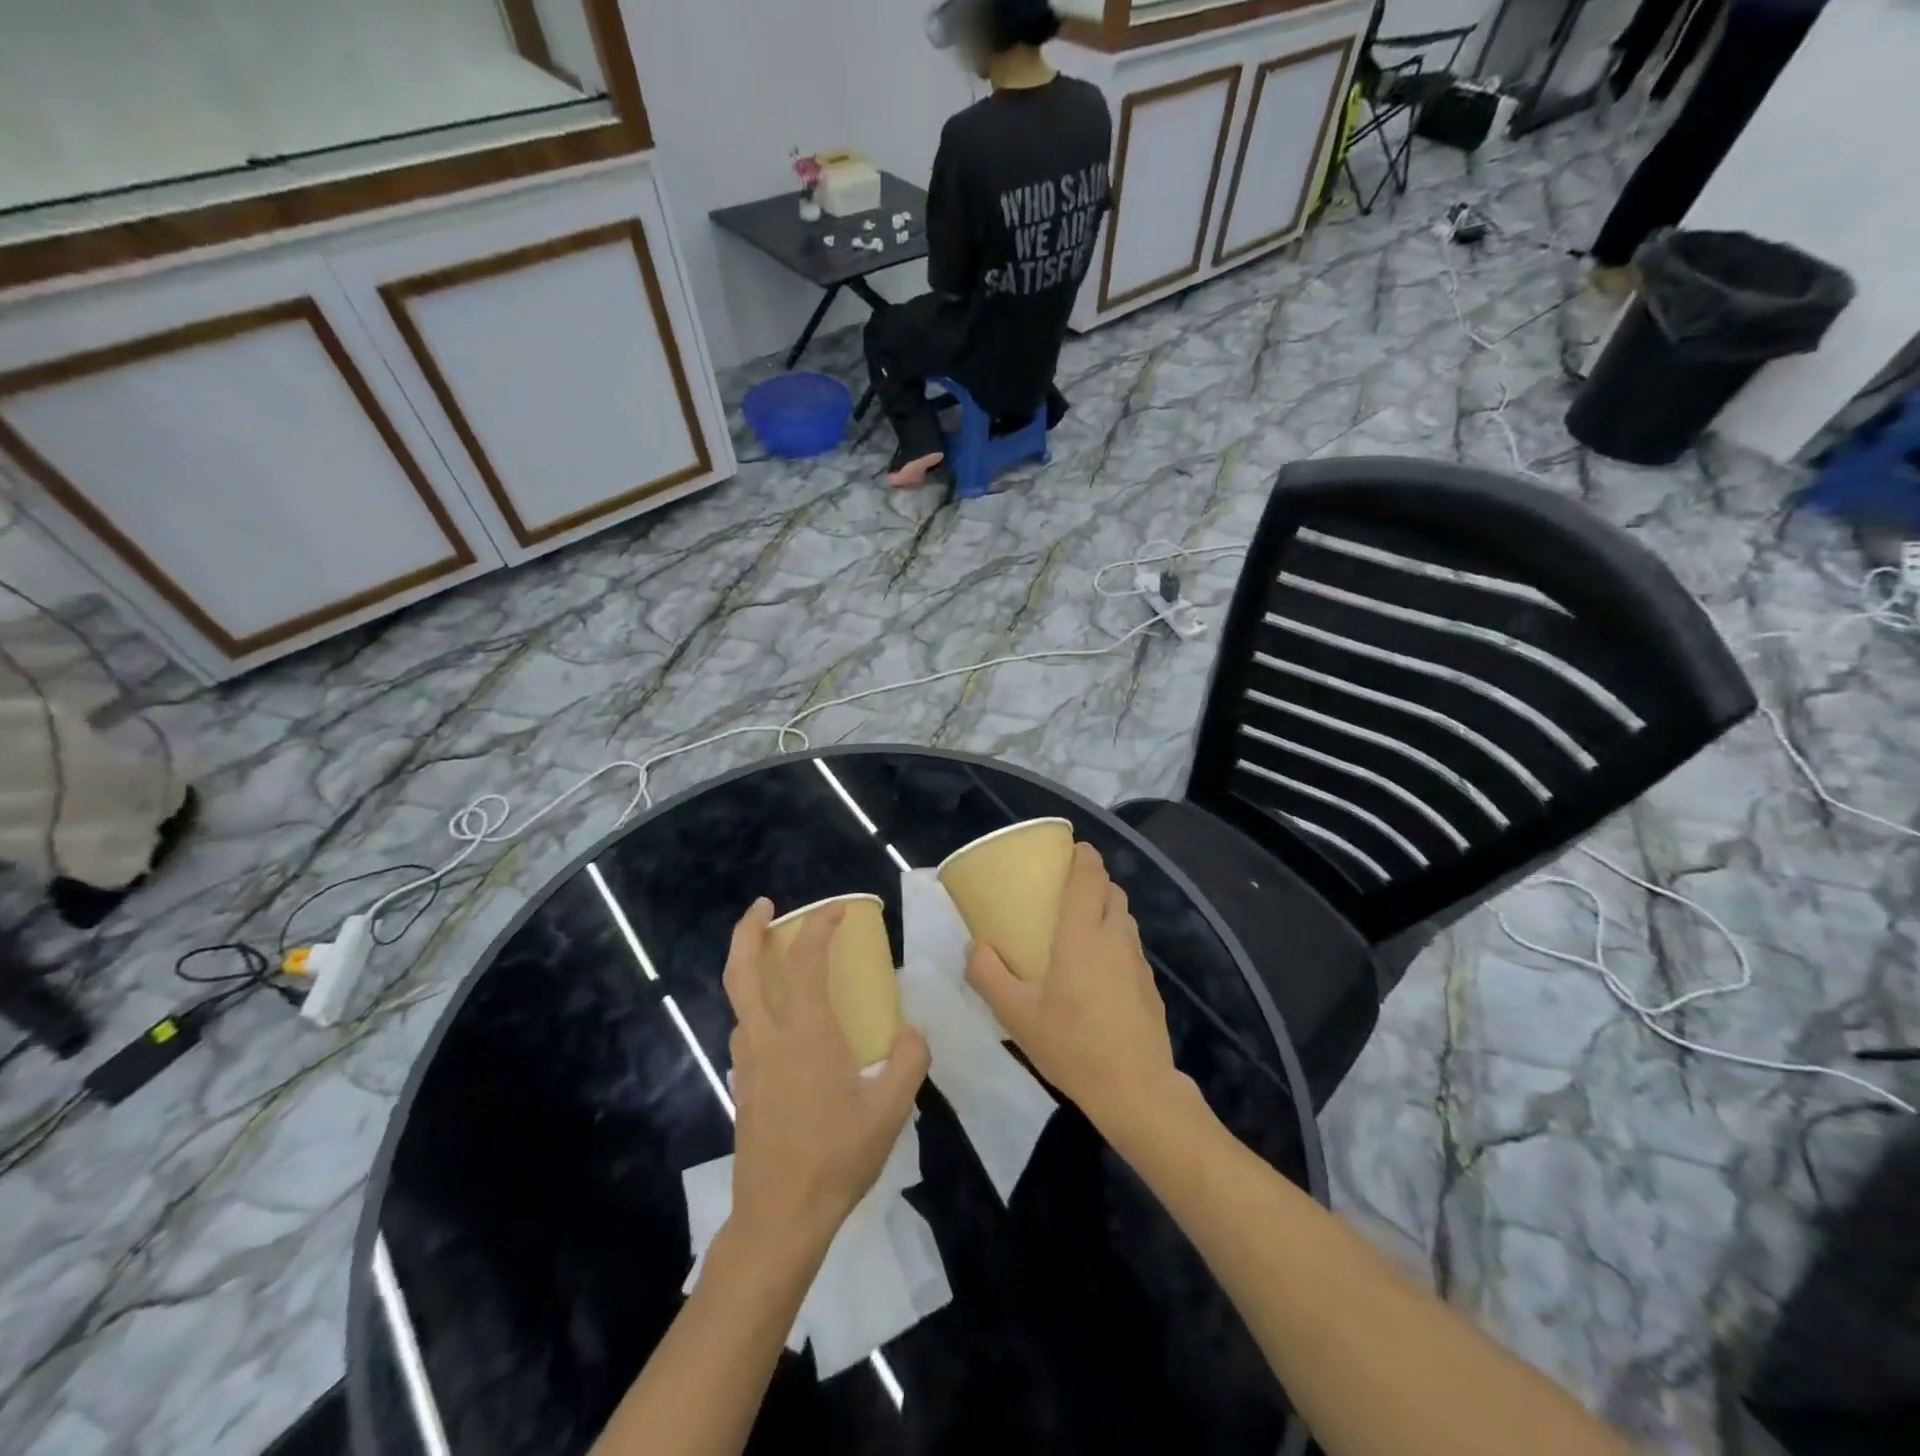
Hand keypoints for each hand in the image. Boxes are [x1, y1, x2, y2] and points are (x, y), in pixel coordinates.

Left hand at [723, 898, 929, 1256]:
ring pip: (738, 1001)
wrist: (779, 1218)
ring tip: (775, 960)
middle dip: (748, 930)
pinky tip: (780, 1024)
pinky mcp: (742, 1086)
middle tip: (763, 906)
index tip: (839, 910)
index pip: (808, 961)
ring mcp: (748, 1063)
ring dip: (749, 968)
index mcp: (806, 1034)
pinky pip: (745, 1031)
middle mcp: (768, 1038)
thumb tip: (912, 1032)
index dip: (821, 926)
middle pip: (742, 970)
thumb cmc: (836, 1158)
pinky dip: (756, 1006)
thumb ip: (908, 1062)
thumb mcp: (890, 1111)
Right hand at [965, 842, 1184, 1138]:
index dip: (1083, 855)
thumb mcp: (1017, 1014)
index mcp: (1083, 933)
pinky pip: (1131, 945)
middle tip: (1064, 890)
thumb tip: (973, 946)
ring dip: (1106, 908)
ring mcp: (1137, 960)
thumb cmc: (1072, 1044)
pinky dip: (1116, 939)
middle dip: (1093, 879)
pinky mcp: (1149, 983)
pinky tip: (1098, 970)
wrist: (1136, 1089)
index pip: (1090, 875)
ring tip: (1080, 926)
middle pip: (1111, 889)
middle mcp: (1115, 936)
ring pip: (1124, 916)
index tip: (1069, 849)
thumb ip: (989, 975)